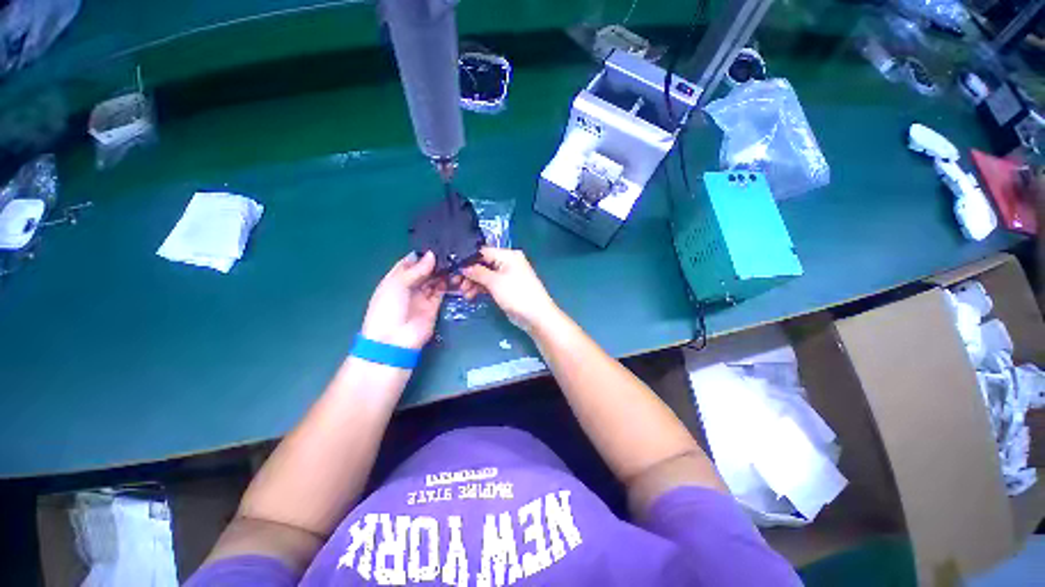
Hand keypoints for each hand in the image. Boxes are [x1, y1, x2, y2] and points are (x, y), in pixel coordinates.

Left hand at [361, 251, 445, 349]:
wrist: (394, 340)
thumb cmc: (388, 308)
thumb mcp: (396, 284)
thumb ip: (416, 270)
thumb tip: (432, 255)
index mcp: (395, 279)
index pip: (409, 263)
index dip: (421, 254)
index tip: (436, 245)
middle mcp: (410, 286)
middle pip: (424, 271)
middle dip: (435, 262)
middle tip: (450, 251)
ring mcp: (422, 296)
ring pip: (434, 280)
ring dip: (442, 272)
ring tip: (454, 261)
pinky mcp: (434, 306)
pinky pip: (442, 291)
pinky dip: (447, 284)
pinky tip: (454, 275)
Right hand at [461, 247, 559, 331]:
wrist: (536, 315)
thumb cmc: (517, 294)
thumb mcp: (495, 281)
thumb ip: (477, 272)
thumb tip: (463, 267)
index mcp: (508, 255)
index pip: (483, 252)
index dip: (467, 260)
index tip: (454, 270)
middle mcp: (508, 262)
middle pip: (483, 264)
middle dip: (469, 274)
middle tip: (457, 285)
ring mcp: (507, 275)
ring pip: (485, 275)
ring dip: (473, 283)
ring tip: (465, 294)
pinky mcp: (506, 288)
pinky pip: (490, 284)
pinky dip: (481, 289)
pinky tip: (471, 296)